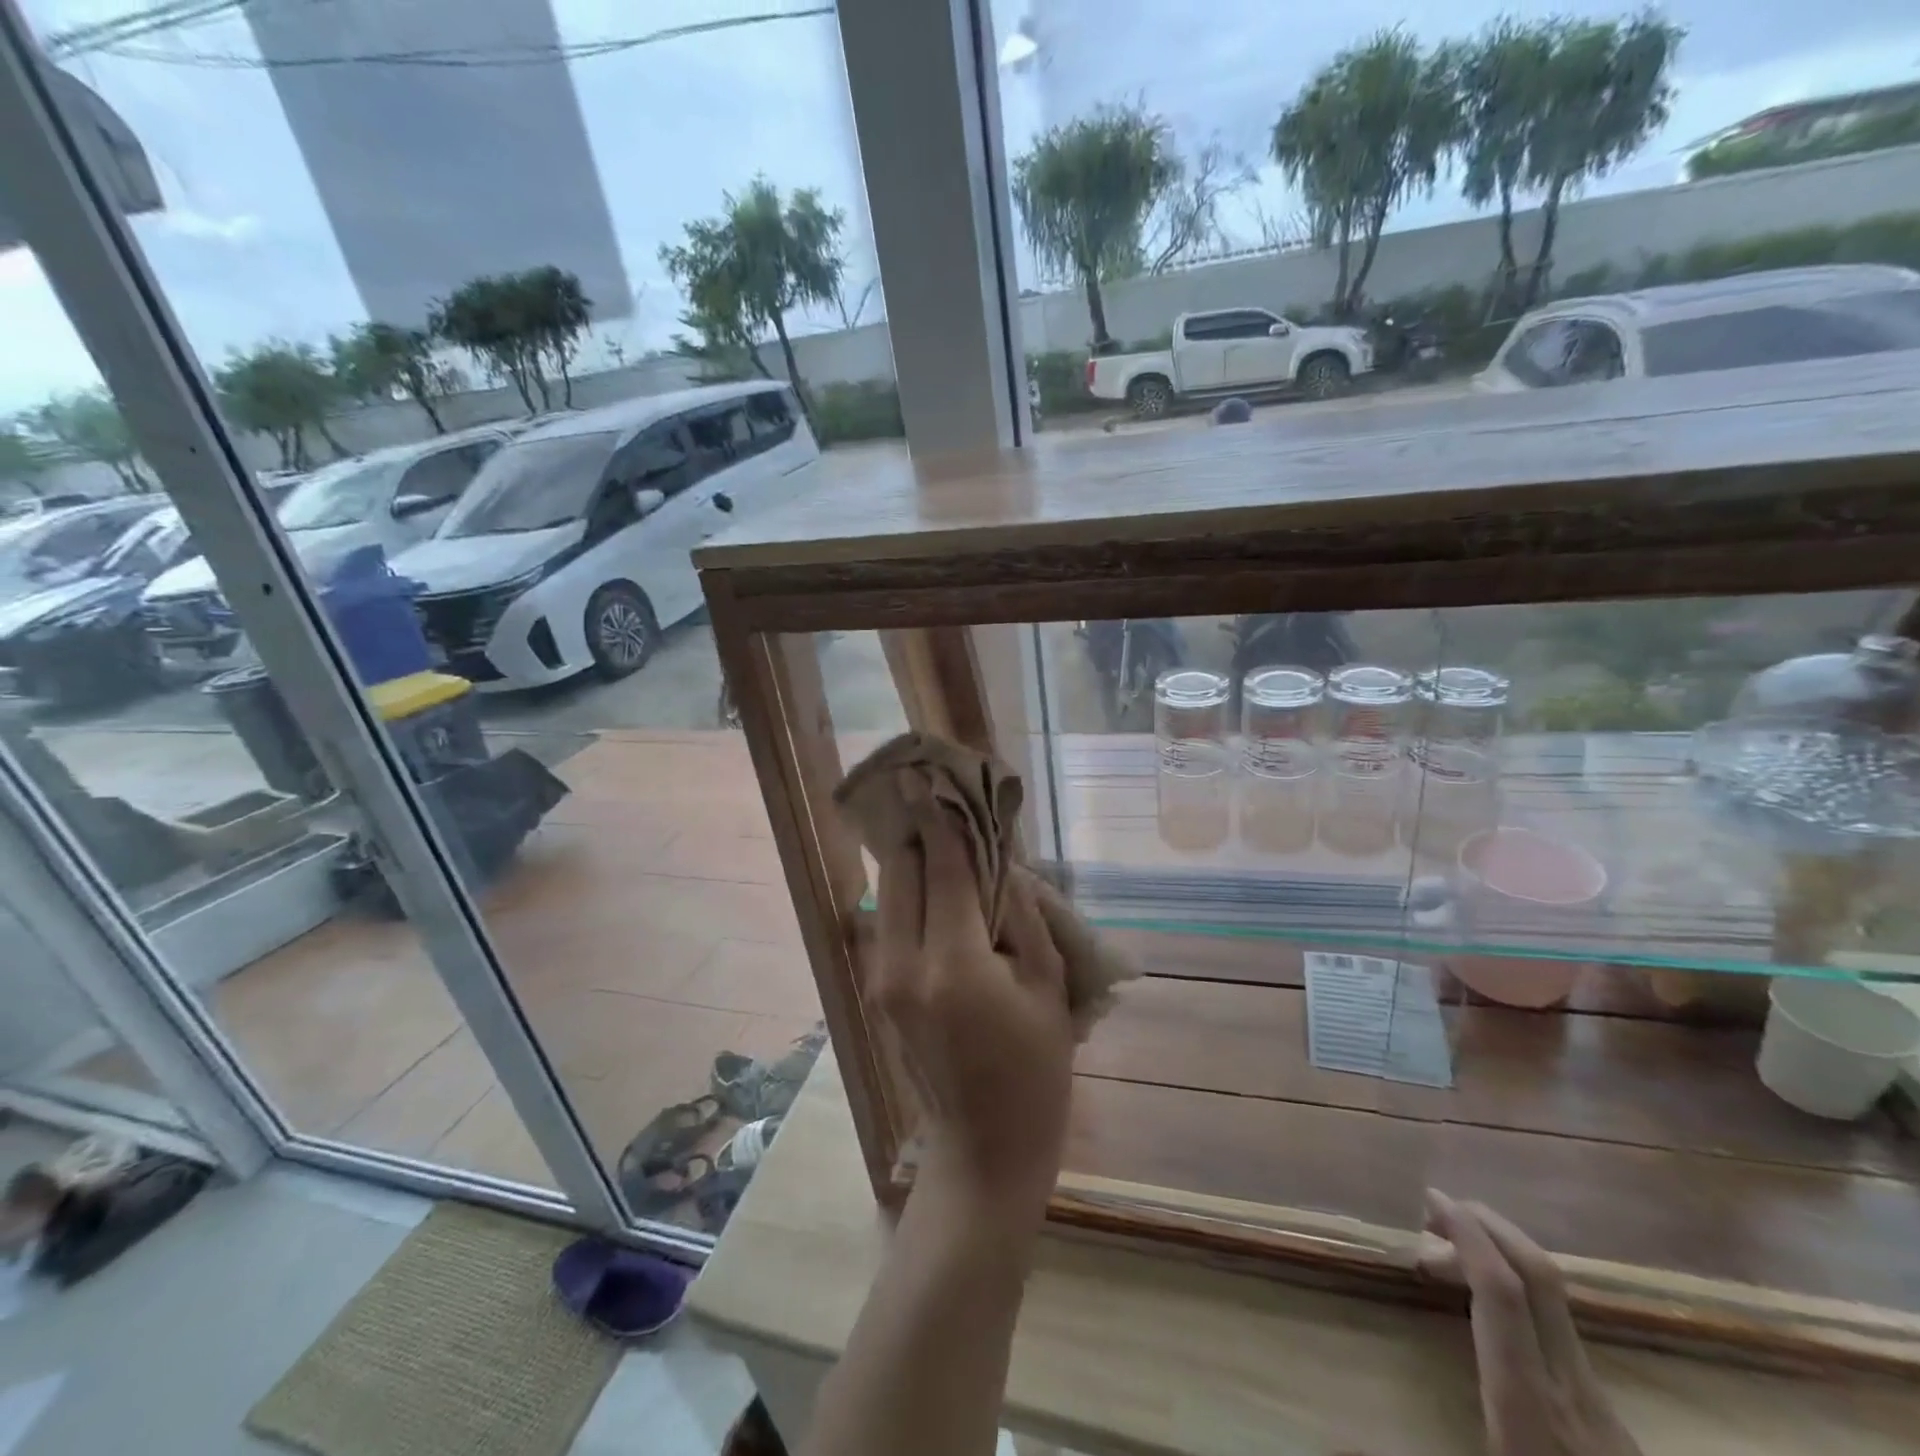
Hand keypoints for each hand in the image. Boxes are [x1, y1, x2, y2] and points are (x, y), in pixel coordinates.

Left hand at [873, 778, 1074, 1214]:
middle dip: (922, 834)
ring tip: (946, 843)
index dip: (940, 819)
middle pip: (901, 870)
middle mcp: (903, 965)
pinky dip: (910, 895)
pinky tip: (939, 891)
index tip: (930, 776)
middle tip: (948, 808)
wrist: (985, 1148)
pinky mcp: (878, 991)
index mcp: (953, 964)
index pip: (942, 868)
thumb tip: (997, 858)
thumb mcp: (1045, 984)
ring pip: (888, 893)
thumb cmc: (1035, 1071)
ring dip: (913, 862)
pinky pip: (890, 921)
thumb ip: (1020, 912)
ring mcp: (882, 979)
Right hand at [1421, 1191, 1642, 1455]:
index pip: (1501, 1291)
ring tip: (1447, 1256)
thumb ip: (1408, 1446)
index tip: (1430, 1198)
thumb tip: (1329, 1435)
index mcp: (1528, 1401)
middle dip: (1487, 1224)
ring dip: (1500, 1255)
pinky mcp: (1610, 1414)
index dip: (1466, 1234)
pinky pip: (1560, 1326)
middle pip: (1538, 1275)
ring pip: (1555, 1297)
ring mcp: (1597, 1399)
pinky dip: (1518, 1293)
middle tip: (1434, 1209)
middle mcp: (1569, 1387)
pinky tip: (1489, 1313)